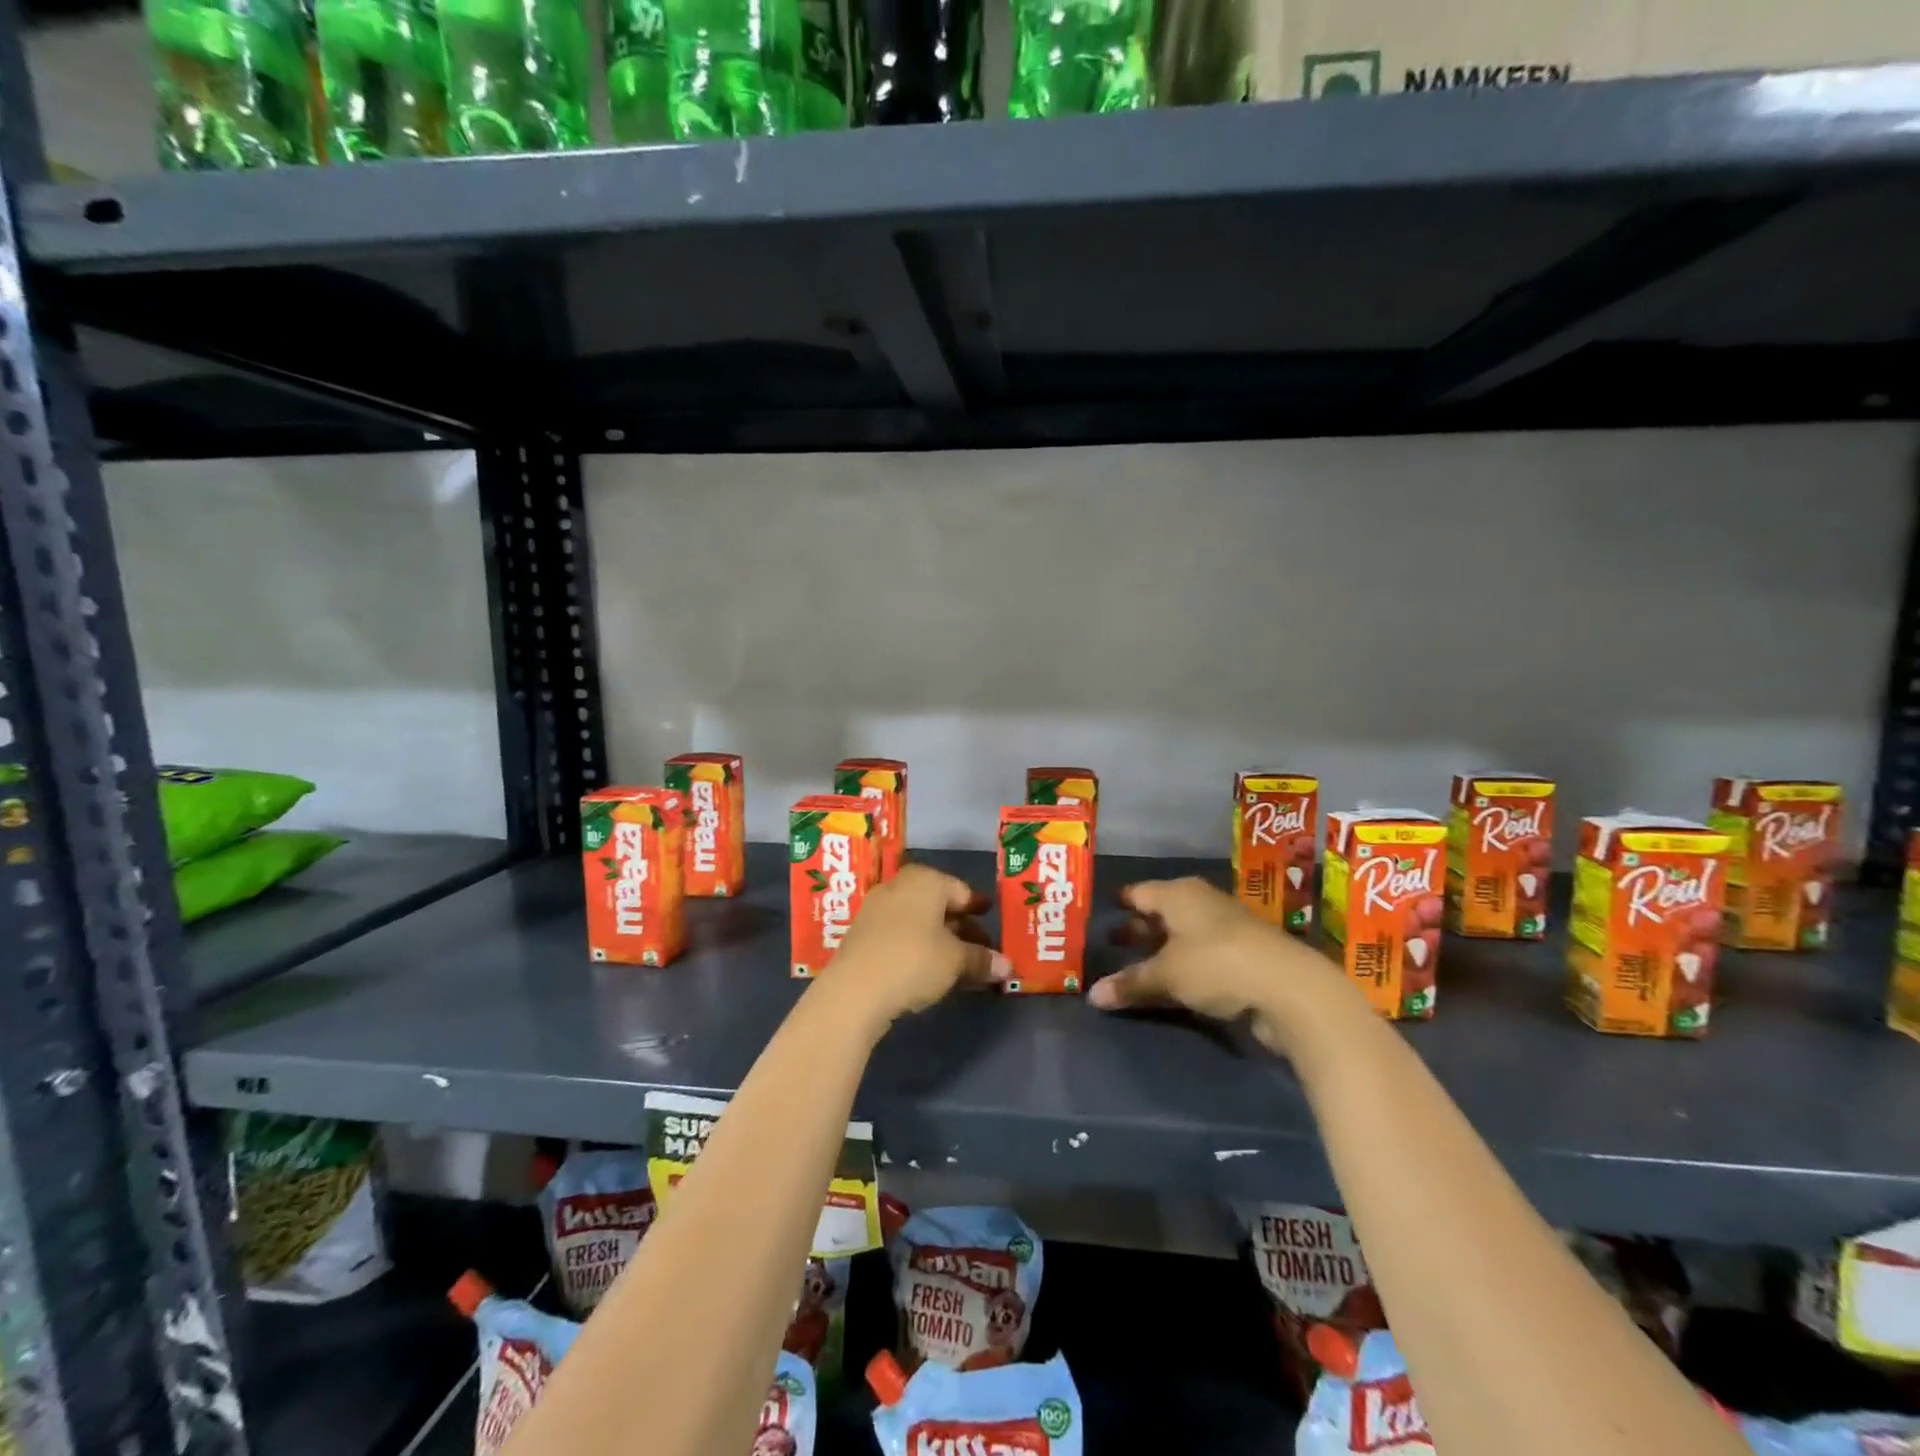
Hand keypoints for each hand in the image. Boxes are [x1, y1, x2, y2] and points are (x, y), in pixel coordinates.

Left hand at [821, 864, 1009, 1033]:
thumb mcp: (956, 961)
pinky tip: (931, 971)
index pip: (961, 890)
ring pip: (919, 922)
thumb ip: (983, 960)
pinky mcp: (863, 935)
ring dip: (941, 941)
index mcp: (925, 880)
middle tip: (982, 950)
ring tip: (961, 966)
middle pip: (939, 906)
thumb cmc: (914, 960)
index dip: (979, 908)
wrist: (854, 990)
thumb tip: (1008, 966)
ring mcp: (877, 909)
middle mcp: (899, 886)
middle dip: (962, 929)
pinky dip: (919, 948)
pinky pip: (901, 935)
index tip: (992, 920)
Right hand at [1087, 877, 1326, 1053]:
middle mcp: (1201, 903)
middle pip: (1162, 913)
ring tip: (1135, 965)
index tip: (1100, 912)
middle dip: (1138, 928)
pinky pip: (1200, 956)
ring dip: (1161, 950)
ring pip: (1182, 935)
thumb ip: (1131, 983)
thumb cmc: (1216, 964)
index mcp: (1179, 894)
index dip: (1120, 902)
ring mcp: (1225, 929)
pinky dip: (1183, 965)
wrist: (1290, 989)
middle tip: (1110, 943)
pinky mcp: (1243, 956)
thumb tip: (1092, 995)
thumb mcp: (1167, 975)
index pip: (1139, 892)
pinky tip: (1171, 983)